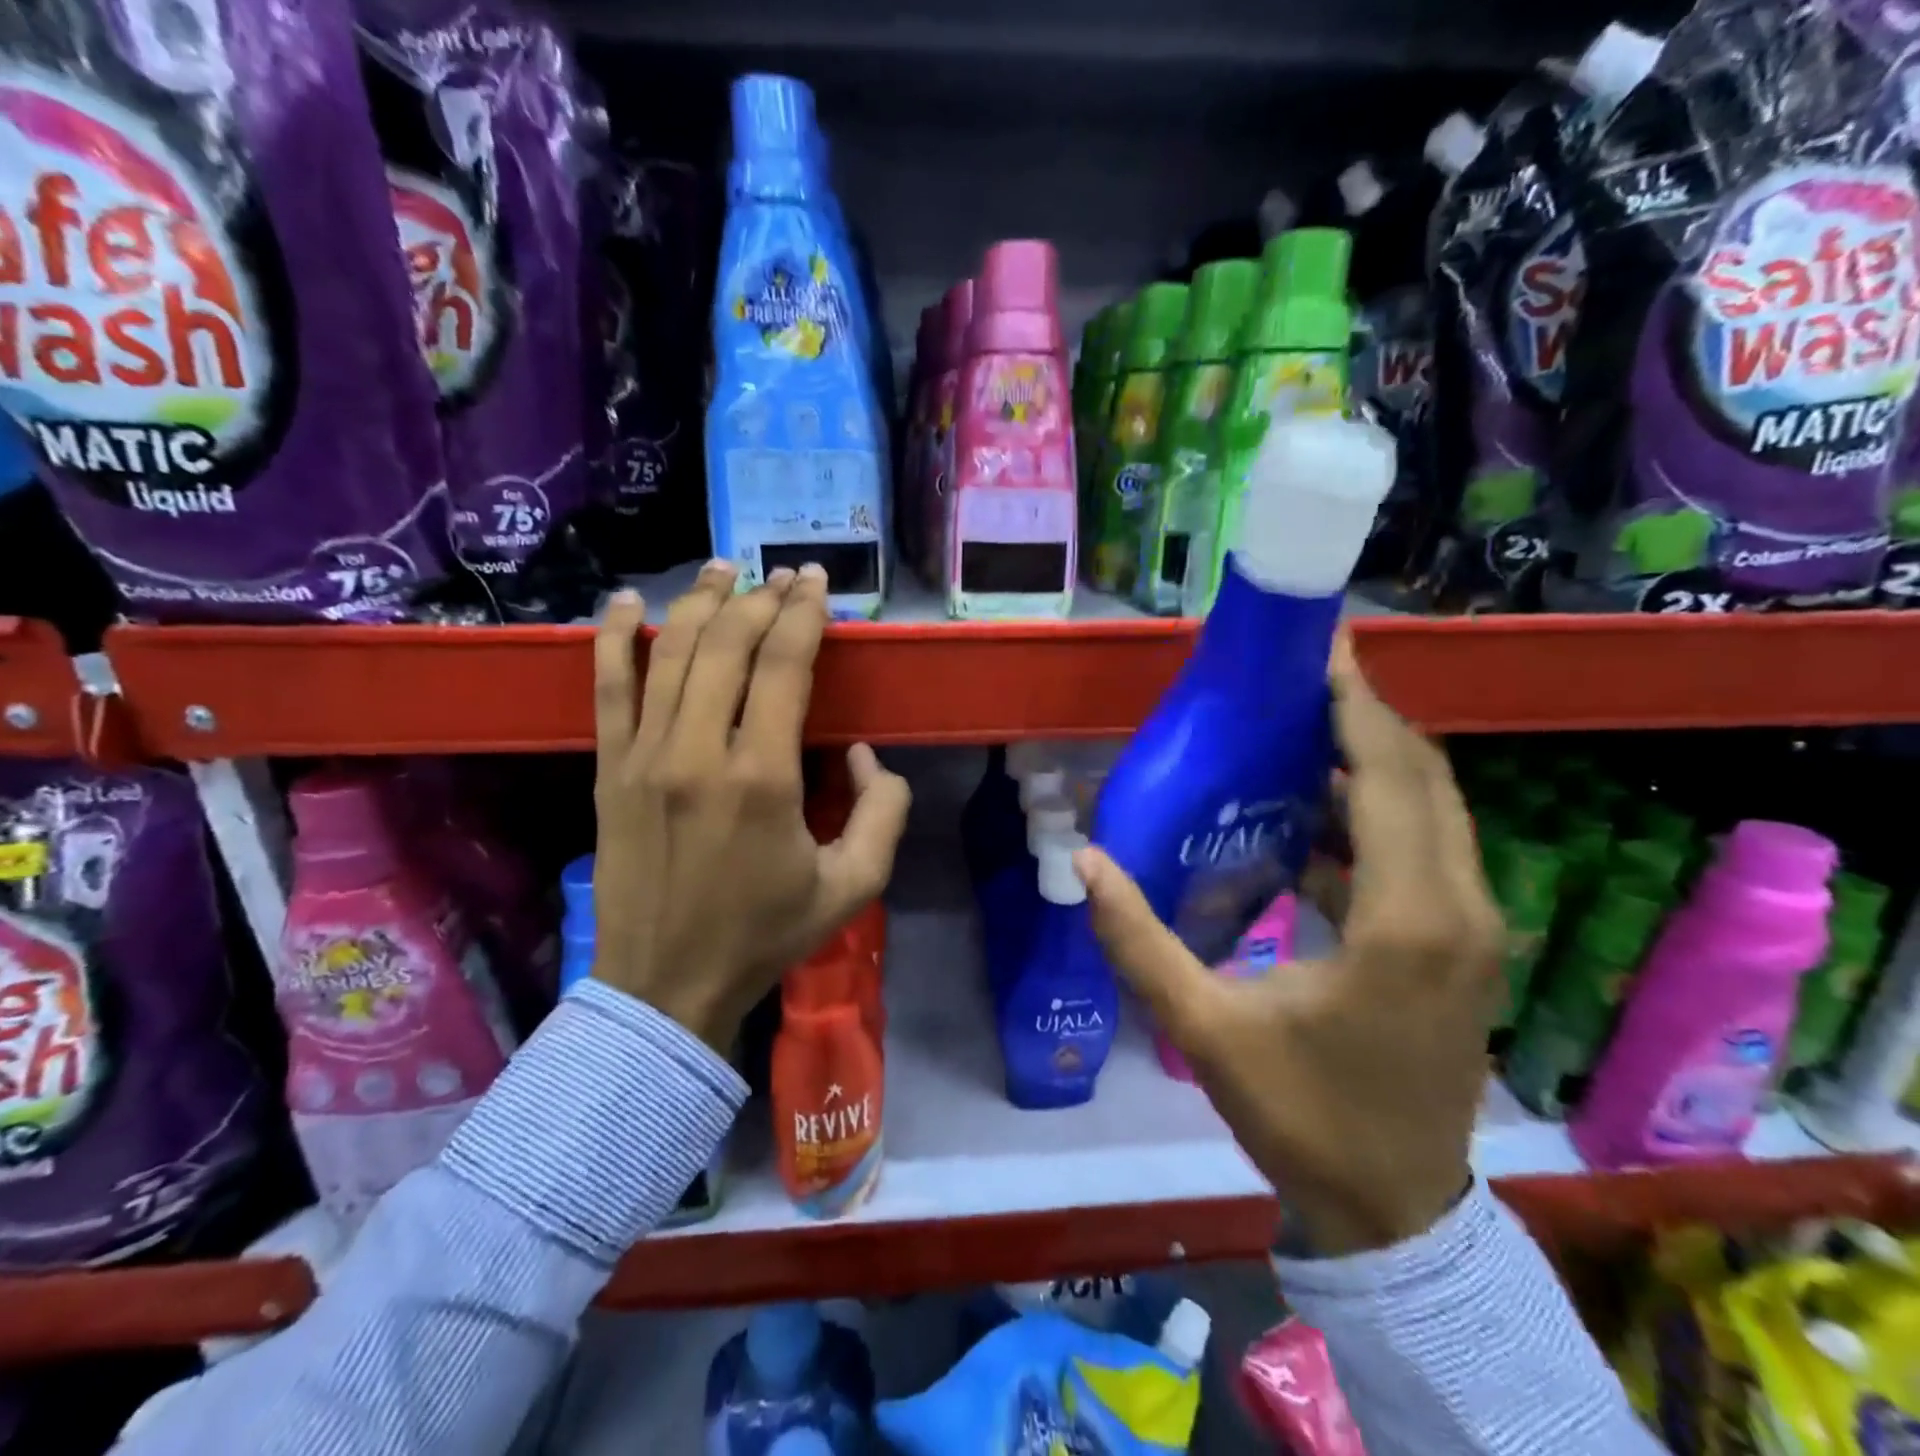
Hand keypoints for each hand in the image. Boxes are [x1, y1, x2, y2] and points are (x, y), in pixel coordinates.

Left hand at [590, 561, 911, 1051]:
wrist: (666, 986)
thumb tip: (860, 752)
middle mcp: (698, 751)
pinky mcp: (610, 770)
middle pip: (727, 644)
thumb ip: (883, 810)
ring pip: (669, 652)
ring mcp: (644, 756)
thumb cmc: (765, 935)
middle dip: (760, 598)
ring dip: (699, 601)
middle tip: (783, 577)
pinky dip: (613, 637)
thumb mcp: (854, 885)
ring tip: (722, 569)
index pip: (783, 665)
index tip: (816, 583)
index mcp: (763, 777)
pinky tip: (626, 600)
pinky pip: (606, 688)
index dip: (803, 614)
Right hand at [1075, 633, 1502, 1254]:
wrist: (1396, 1208)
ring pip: (1436, 809)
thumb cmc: (1303, 1115)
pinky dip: (1381, 811)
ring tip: (1303, 725)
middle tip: (1300, 675)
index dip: (1356, 704)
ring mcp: (1472, 928)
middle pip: (1424, 777)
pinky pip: (1428, 848)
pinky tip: (1317, 812)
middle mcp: (1457, 908)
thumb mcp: (1206, 1028)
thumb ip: (1138, 941)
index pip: (1389, 777)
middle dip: (1366, 715)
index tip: (1321, 647)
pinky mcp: (1463, 945)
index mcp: (1403, 920)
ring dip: (1376, 759)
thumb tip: (1083, 861)